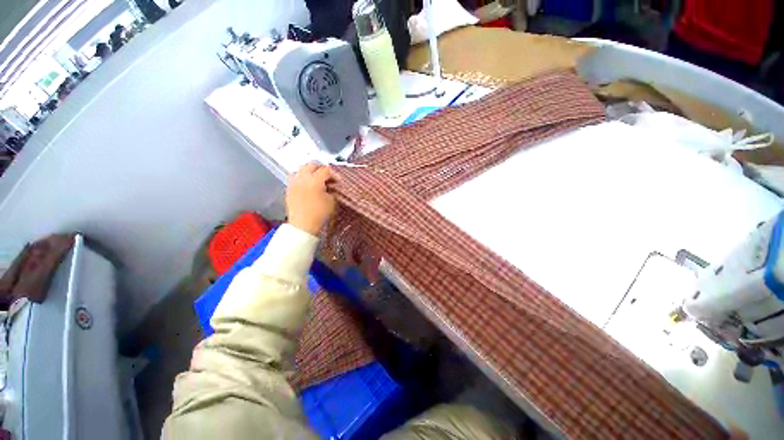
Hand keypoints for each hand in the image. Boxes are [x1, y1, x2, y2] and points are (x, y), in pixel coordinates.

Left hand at [286, 163, 340, 235]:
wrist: (303, 225)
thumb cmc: (318, 214)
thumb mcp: (331, 201)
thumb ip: (332, 191)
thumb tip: (331, 187)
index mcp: (315, 180)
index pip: (326, 170)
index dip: (334, 174)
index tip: (338, 179)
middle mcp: (302, 179)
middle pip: (312, 165)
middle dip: (321, 168)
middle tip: (328, 175)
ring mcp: (294, 183)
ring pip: (301, 169)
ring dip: (310, 171)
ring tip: (316, 178)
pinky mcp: (289, 189)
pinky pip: (295, 177)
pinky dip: (302, 177)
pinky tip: (307, 184)